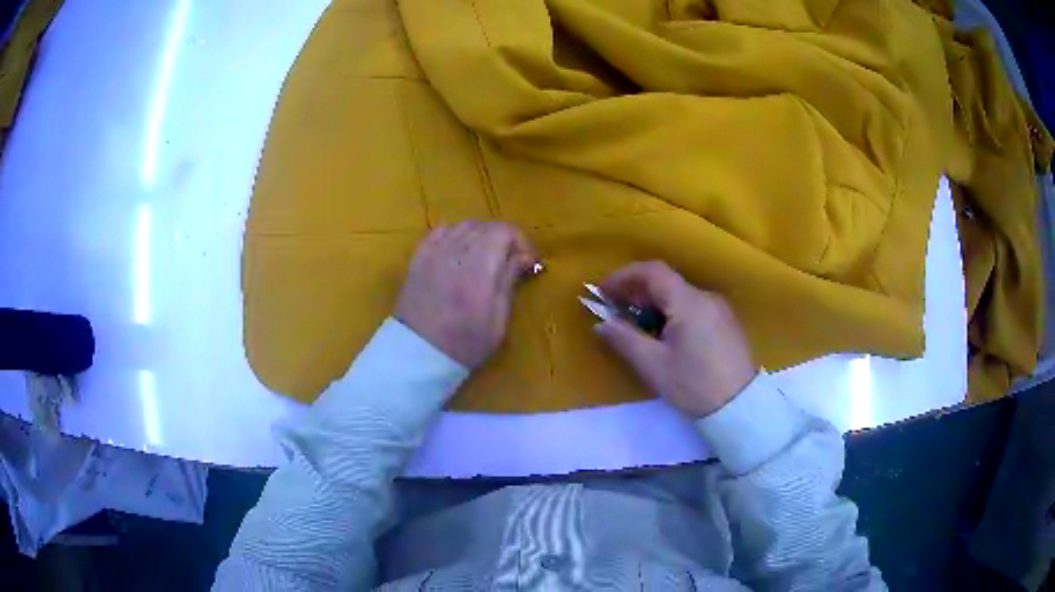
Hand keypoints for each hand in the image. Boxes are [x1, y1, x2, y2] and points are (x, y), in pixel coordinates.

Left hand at [395, 221, 536, 367]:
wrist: (418, 353)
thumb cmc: (465, 343)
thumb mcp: (498, 320)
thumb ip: (509, 281)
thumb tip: (523, 256)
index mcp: (478, 268)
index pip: (504, 231)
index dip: (521, 241)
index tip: (528, 261)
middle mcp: (455, 252)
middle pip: (484, 226)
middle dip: (503, 238)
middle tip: (510, 261)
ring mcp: (433, 253)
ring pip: (463, 226)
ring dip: (480, 235)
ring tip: (485, 257)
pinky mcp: (418, 258)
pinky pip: (440, 232)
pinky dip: (455, 235)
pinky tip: (459, 251)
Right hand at [594, 261, 756, 417]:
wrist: (740, 407)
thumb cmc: (694, 385)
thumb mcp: (653, 365)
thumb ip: (624, 339)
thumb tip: (602, 324)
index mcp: (688, 302)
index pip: (652, 271)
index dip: (624, 276)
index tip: (603, 292)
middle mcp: (706, 297)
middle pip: (666, 282)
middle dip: (637, 293)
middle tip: (617, 314)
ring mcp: (719, 309)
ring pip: (680, 296)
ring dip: (655, 305)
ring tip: (640, 330)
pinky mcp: (726, 323)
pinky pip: (694, 307)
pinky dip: (673, 313)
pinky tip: (667, 338)